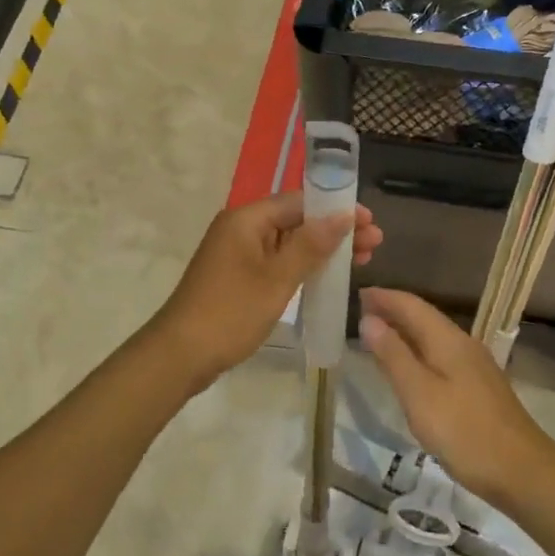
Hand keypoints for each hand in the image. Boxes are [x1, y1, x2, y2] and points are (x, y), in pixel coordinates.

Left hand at [150, 192, 381, 389]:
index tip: (369, 221)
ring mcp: (238, 253)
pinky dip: (303, 265)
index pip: (299, 201)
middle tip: (374, 244)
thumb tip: (343, 215)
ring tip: (362, 259)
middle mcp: (241, 228)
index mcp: (246, 219)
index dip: (335, 209)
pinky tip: (327, 275)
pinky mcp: (238, 276)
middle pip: (295, 219)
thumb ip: (310, 245)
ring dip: (322, 249)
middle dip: (334, 230)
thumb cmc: (230, 312)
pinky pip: (277, 261)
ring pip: (288, 242)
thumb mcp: (276, 279)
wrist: (180, 355)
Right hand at [358, 289, 553, 503]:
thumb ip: (393, 355)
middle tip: (360, 312)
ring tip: (377, 336)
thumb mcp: (419, 394)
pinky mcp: (478, 388)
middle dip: (392, 311)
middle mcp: (463, 345)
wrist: (524, 472)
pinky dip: (417, 352)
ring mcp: (474, 367)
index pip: (412, 305)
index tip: (357, 294)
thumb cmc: (465, 431)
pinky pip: (440, 356)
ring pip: (432, 338)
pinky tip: (408, 369)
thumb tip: (369, 320)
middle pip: (423, 318)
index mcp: (448, 340)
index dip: (384, 298)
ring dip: (404, 332)